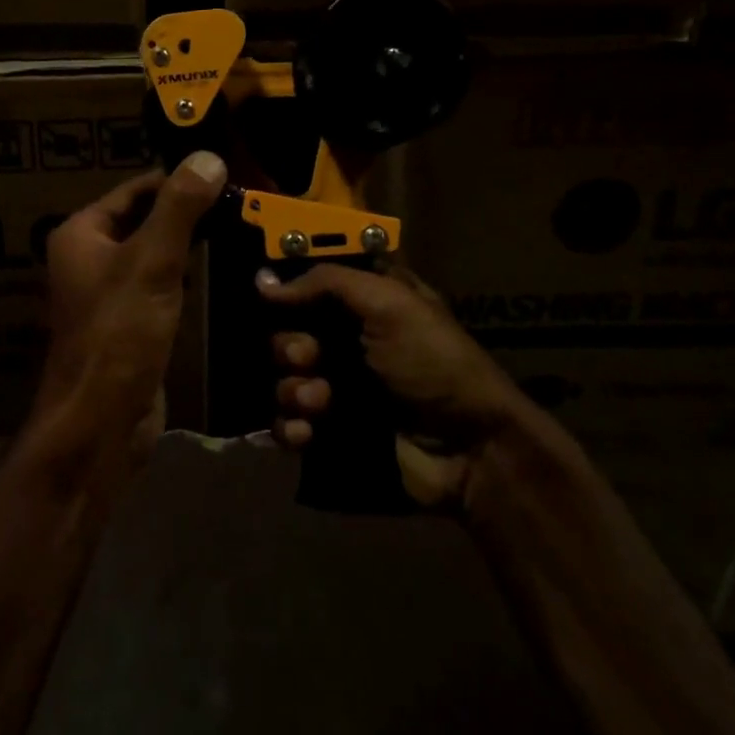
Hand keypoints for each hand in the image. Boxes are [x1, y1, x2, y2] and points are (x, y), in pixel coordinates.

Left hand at [37, 152, 227, 455]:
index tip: (225, 172)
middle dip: (188, 211)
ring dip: (189, 243)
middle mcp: (88, 257)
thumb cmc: (119, 333)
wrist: (100, 423)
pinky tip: (218, 273)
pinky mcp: (127, 323)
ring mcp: (107, 292)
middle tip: (240, 202)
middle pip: (145, 219)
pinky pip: (159, 285)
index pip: (136, 189)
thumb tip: (208, 157)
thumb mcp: (152, 262)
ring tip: (238, 229)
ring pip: (154, 253)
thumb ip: (179, 208)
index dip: (178, 179)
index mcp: (82, 233)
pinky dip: (184, 275)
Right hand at [256, 264, 523, 506]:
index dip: (287, 287)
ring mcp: (338, 388)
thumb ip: (327, 283)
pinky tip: (308, 434)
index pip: (311, 284)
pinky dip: (290, 428)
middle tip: (310, 358)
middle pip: (288, 332)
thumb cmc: (433, 362)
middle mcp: (346, 341)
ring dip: (293, 389)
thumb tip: (264, 284)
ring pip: (283, 379)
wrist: (470, 451)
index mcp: (364, 304)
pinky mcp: (332, 433)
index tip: (265, 293)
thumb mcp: (390, 304)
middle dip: (290, 346)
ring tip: (320, 402)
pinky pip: (287, 425)